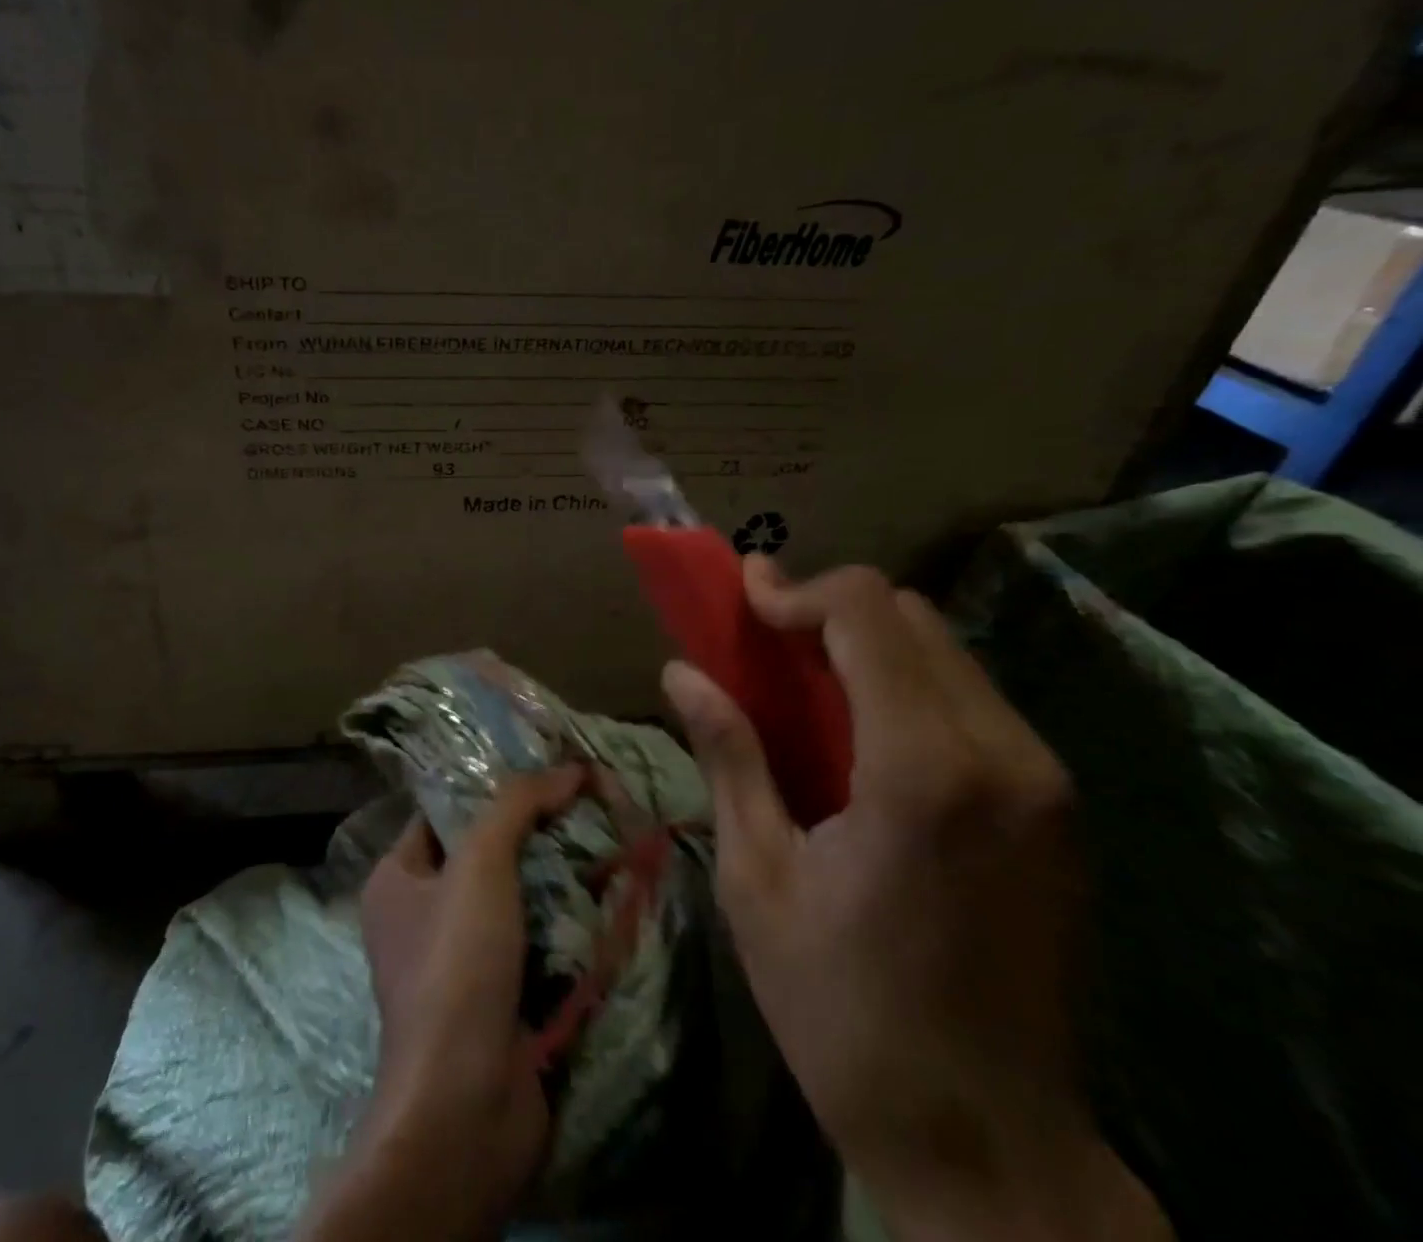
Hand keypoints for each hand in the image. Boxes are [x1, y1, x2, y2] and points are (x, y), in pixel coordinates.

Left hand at [299, 767, 582, 1241]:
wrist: (467, 1105)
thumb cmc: (456, 965)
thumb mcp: (479, 864)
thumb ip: (517, 805)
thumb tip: (569, 766)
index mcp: (397, 878)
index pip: (445, 812)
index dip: (491, 785)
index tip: (545, 766)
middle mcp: (422, 915)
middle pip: (485, 852)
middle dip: (534, 831)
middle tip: (585, 800)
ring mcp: (462, 960)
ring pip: (516, 896)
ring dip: (557, 875)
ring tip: (605, 837)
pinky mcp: (500, 996)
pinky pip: (535, 939)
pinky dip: (565, 920)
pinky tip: (605, 894)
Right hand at [664, 560, 1167, 1241]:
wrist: (989, 1147)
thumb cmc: (844, 1012)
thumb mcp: (758, 876)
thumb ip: (728, 754)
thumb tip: (681, 671)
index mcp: (922, 770)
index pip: (867, 613)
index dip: (797, 589)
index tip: (742, 596)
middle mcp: (1003, 755)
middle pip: (911, 617)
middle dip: (829, 612)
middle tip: (763, 642)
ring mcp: (1044, 781)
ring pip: (946, 652)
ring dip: (868, 645)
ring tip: (801, 684)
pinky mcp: (1056, 808)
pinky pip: (972, 699)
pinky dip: (906, 685)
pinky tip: (860, 736)